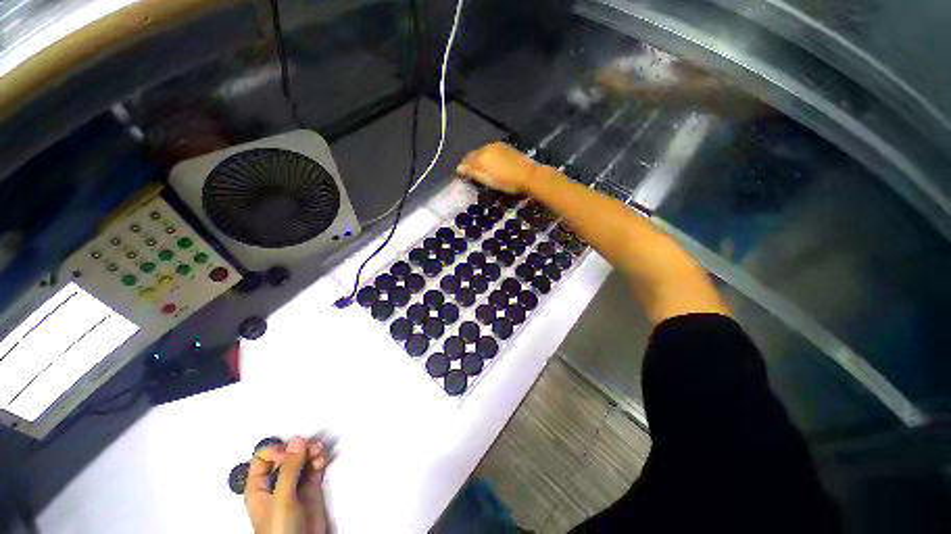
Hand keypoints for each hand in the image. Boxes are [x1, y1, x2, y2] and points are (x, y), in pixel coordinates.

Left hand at [245, 437, 328, 533]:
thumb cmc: (281, 530)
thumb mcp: (282, 499)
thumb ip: (288, 470)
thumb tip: (297, 441)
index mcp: (259, 487)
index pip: (263, 458)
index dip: (277, 451)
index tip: (290, 454)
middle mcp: (276, 483)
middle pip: (286, 454)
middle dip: (299, 448)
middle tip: (310, 447)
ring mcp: (294, 485)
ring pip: (301, 458)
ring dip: (311, 451)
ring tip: (319, 452)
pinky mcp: (310, 488)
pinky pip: (314, 466)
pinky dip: (319, 459)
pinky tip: (322, 460)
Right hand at [456, 142, 538, 194]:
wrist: (529, 175)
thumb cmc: (507, 182)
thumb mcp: (488, 180)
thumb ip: (473, 173)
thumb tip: (459, 168)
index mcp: (481, 156)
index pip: (466, 160)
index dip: (463, 168)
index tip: (463, 177)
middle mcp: (487, 147)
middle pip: (474, 154)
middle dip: (471, 163)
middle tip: (472, 175)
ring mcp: (497, 145)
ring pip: (482, 151)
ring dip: (479, 159)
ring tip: (482, 170)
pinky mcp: (505, 147)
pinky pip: (491, 150)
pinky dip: (488, 157)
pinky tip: (492, 165)